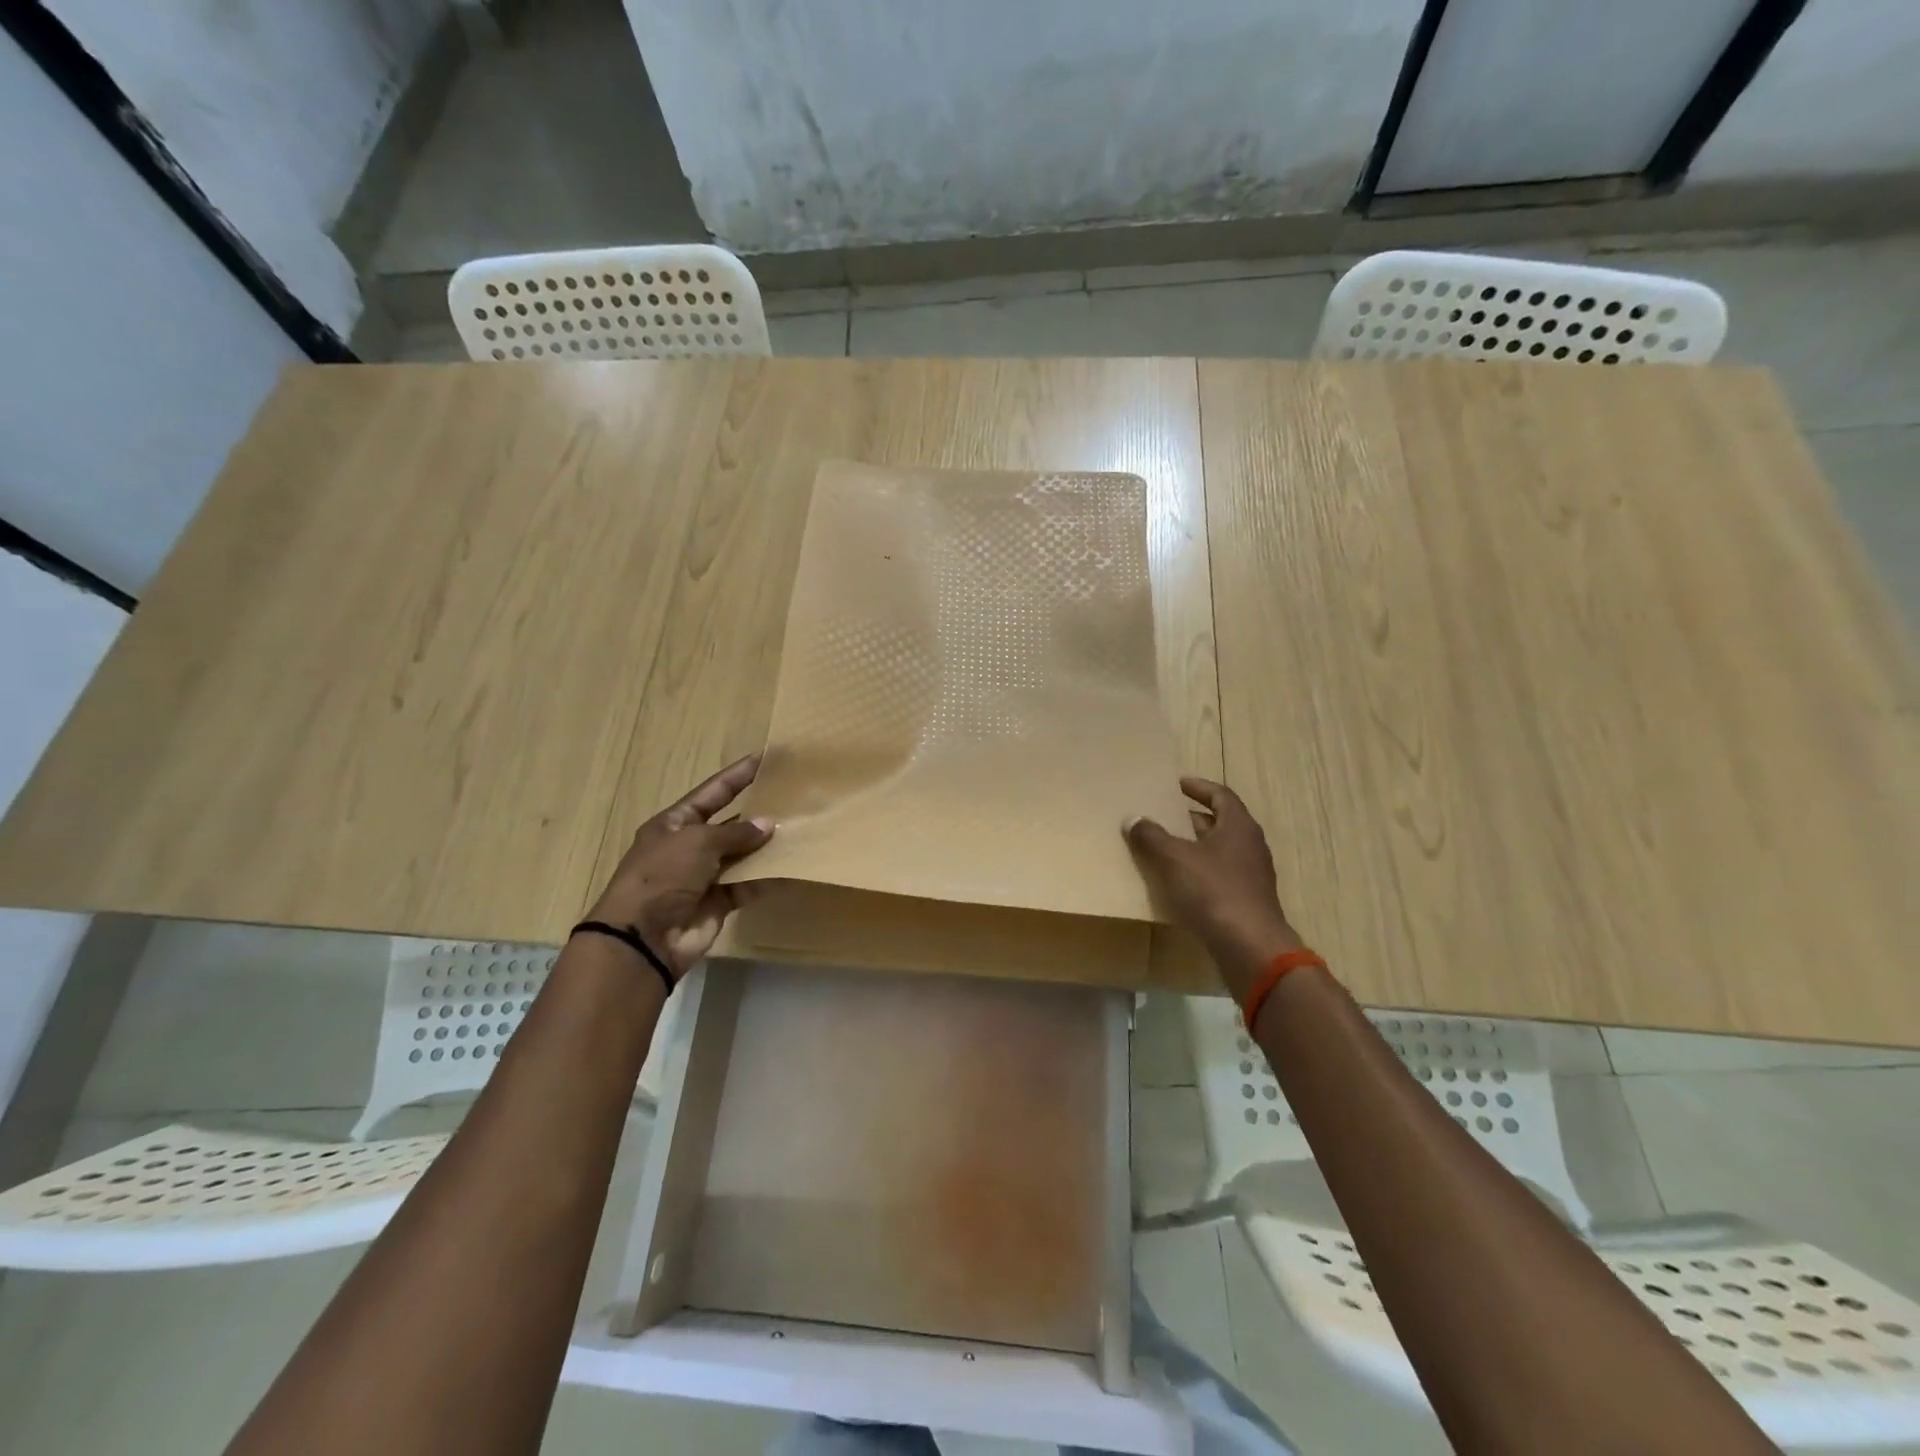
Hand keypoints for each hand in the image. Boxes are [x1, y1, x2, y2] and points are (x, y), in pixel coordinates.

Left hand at [586, 755, 774, 975]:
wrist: (643, 937)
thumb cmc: (663, 875)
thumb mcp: (698, 842)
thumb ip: (736, 833)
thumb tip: (768, 825)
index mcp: (674, 823)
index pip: (712, 792)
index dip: (737, 775)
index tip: (765, 758)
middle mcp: (689, 847)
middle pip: (729, 824)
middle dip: (757, 814)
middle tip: (792, 799)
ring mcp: (703, 877)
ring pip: (741, 856)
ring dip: (766, 847)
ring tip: (800, 831)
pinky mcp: (717, 903)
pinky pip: (747, 885)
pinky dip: (766, 878)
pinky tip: (791, 867)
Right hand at [1125, 777, 1302, 992]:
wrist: (1250, 946)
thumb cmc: (1214, 891)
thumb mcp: (1174, 858)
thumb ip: (1151, 836)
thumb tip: (1133, 818)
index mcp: (1239, 826)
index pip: (1220, 795)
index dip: (1197, 787)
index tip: (1176, 784)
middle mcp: (1250, 845)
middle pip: (1220, 823)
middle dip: (1191, 818)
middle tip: (1162, 815)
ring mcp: (1251, 875)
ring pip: (1219, 851)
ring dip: (1193, 846)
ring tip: (1163, 847)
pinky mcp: (1246, 901)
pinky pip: (1219, 876)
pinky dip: (1198, 872)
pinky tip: (1176, 882)